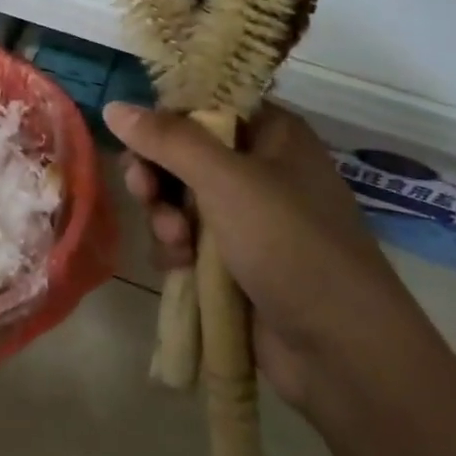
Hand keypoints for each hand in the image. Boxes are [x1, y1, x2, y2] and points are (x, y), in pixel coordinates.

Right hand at [106, 101, 416, 408]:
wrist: (341, 351)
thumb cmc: (291, 245)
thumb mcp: (227, 181)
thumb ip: (168, 140)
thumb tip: (114, 106)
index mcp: (272, 133)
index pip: (204, 104)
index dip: (165, 117)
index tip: (135, 136)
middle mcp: (260, 167)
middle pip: (183, 152)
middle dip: (158, 174)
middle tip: (143, 190)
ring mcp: (247, 217)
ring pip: (179, 198)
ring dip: (164, 216)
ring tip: (175, 242)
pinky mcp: (234, 260)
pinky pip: (186, 238)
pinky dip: (176, 248)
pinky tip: (180, 267)